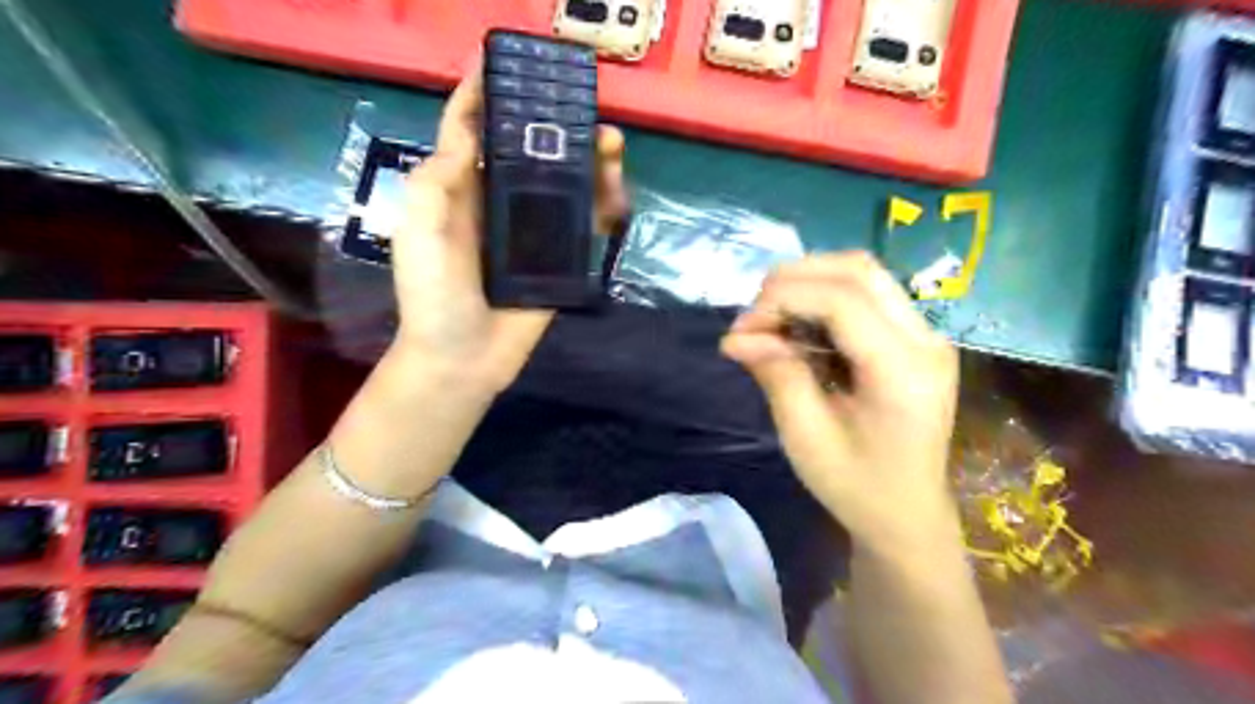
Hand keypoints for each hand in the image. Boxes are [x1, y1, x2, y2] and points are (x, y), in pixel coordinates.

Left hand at [390, 64, 627, 392]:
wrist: (464, 358)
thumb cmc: (433, 295)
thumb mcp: (419, 231)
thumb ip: (437, 180)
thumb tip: (471, 131)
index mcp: (460, 191)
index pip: (472, 131)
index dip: (484, 93)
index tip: (506, 61)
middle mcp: (498, 203)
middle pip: (529, 151)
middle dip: (554, 124)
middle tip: (584, 109)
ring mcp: (531, 231)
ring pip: (564, 183)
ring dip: (588, 160)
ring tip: (611, 144)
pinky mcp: (558, 258)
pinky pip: (583, 224)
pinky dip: (601, 203)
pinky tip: (615, 191)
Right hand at [720, 253, 958, 556]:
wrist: (907, 516)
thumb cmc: (856, 487)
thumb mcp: (805, 437)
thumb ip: (776, 374)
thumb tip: (735, 337)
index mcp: (904, 371)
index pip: (842, 300)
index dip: (784, 299)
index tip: (741, 327)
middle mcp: (925, 340)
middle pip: (858, 270)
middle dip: (794, 279)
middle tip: (754, 315)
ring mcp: (926, 336)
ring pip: (863, 274)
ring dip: (809, 283)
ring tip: (771, 317)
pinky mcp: (916, 339)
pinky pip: (868, 295)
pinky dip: (824, 298)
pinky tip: (798, 326)